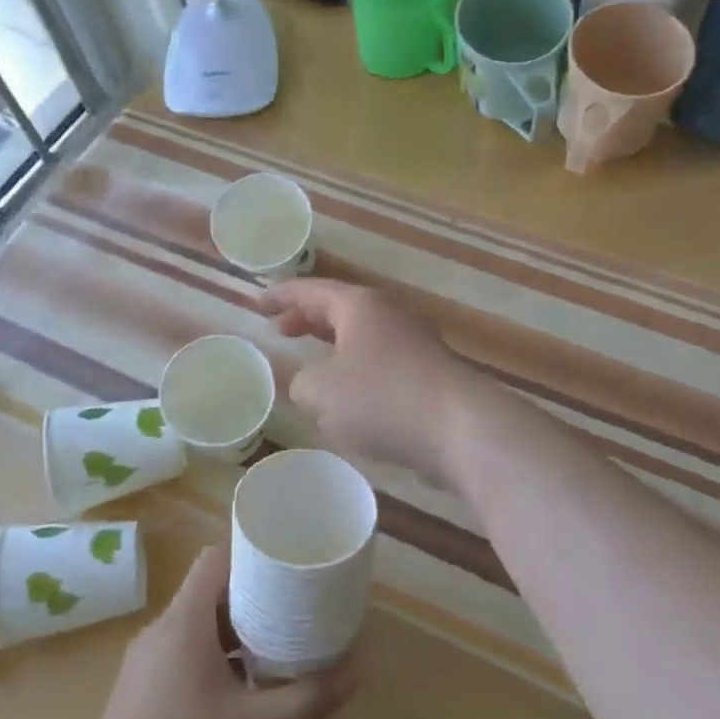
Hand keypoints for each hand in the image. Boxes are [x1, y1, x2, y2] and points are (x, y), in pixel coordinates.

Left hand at [64, 546, 352, 718]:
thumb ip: (309, 699)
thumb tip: (356, 670)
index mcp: (184, 620)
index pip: (215, 558)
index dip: (249, 554)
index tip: (284, 567)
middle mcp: (160, 630)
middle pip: (208, 593)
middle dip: (249, 599)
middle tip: (288, 613)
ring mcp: (144, 663)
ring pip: (194, 629)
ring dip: (230, 635)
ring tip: (269, 655)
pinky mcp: (138, 695)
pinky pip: (180, 657)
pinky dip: (209, 662)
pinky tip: (233, 699)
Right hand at [261, 278, 467, 484]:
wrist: (460, 428)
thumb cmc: (382, 398)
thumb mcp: (322, 392)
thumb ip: (302, 384)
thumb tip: (310, 384)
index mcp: (359, 305)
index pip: (311, 290)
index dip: (281, 296)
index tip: (258, 304)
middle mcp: (388, 313)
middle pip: (339, 308)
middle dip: (308, 318)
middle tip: (281, 330)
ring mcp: (413, 340)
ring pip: (362, 336)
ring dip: (334, 346)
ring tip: (312, 365)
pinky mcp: (428, 371)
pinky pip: (381, 360)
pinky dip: (357, 369)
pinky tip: (351, 399)